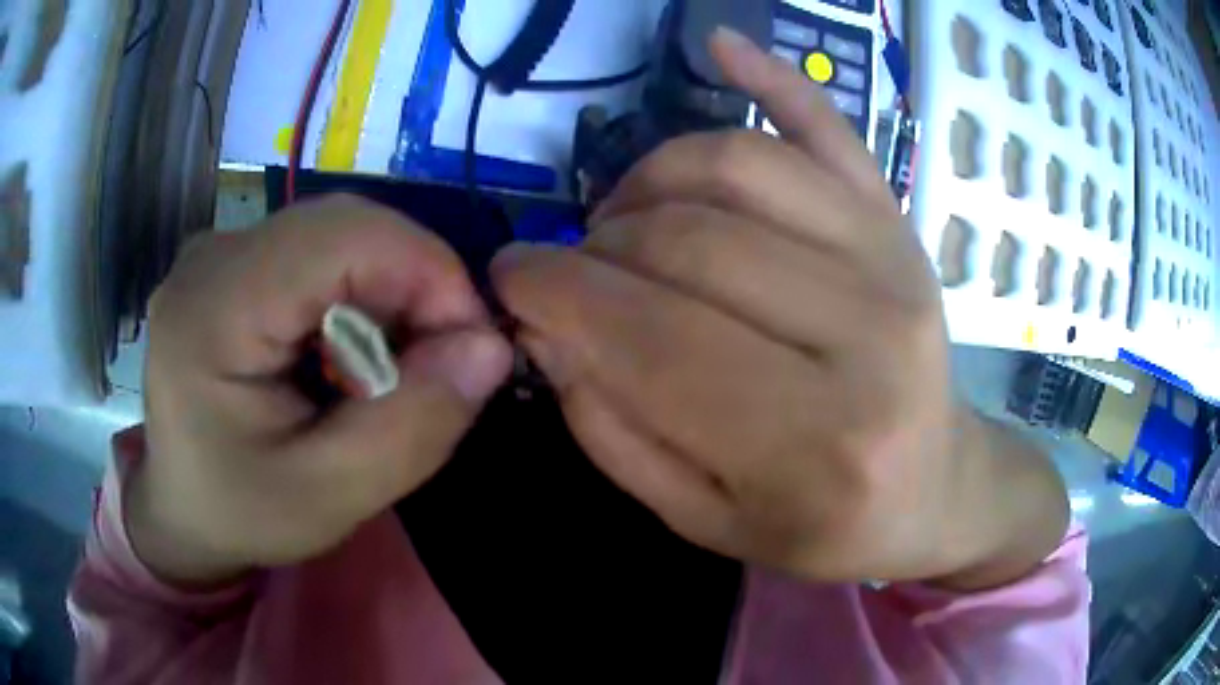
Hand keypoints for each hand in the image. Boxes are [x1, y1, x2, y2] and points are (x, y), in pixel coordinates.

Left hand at [130, 195, 511, 584]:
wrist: (181, 507)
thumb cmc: (241, 513)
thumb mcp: (330, 497)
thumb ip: (411, 427)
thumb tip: (489, 346)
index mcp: (212, 308)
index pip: (341, 235)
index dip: (427, 269)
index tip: (473, 342)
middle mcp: (211, 255)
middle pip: (342, 226)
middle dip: (413, 282)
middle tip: (442, 359)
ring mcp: (219, 252)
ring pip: (335, 234)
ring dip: (387, 291)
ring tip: (393, 365)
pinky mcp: (232, 262)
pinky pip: (316, 252)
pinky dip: (357, 294)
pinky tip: (351, 350)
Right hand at [492, 30, 1066, 587]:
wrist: (933, 487)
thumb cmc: (824, 524)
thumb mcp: (705, 520)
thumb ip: (616, 433)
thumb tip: (550, 331)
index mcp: (816, 443)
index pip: (652, 339)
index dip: (555, 294)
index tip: (508, 278)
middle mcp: (867, 336)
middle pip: (688, 242)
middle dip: (595, 249)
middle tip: (571, 272)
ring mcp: (892, 258)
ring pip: (736, 168)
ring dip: (648, 181)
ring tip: (625, 223)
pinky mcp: (898, 220)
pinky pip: (828, 125)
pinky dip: (768, 75)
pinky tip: (719, 42)